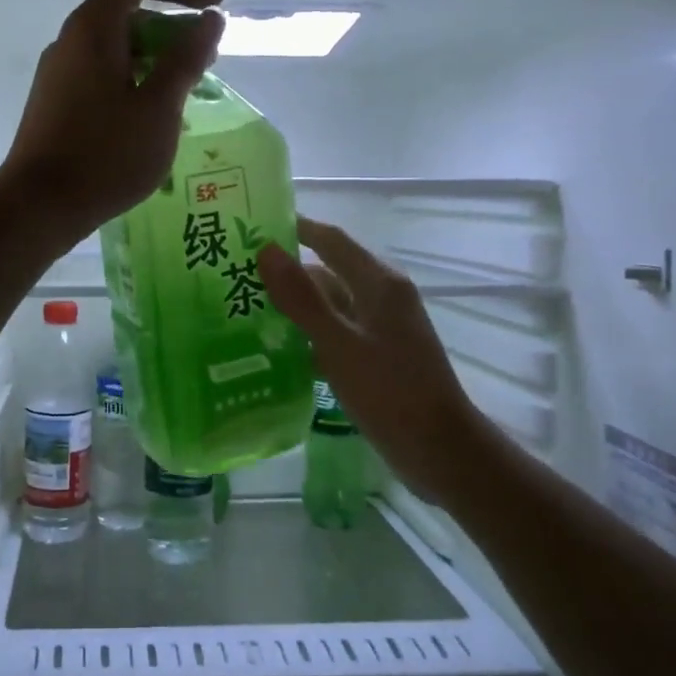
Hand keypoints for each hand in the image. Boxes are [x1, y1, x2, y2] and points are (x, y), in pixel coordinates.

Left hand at [0, 0, 223, 244]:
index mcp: (92, 29)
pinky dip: (132, 82)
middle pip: (125, 13)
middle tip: (205, 63)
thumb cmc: (105, 155)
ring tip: (184, 97)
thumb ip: (186, 59)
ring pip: (114, 49)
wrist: (38, 207)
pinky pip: (100, 76)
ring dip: (154, 60)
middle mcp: (70, 42)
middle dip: (171, 29)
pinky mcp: (54, 104)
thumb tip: (209, 20)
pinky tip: (148, 121)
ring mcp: (57, 74)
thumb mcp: (159, 107)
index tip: (213, 9)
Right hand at [260, 217, 484, 488]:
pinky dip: (307, 334)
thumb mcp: (339, 343)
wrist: (440, 450)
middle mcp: (382, 298)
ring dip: (293, 305)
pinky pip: (334, 333)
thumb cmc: (391, 391)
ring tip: (244, 308)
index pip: (330, 240)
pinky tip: (275, 348)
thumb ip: (302, 298)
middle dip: (286, 271)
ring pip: (329, 305)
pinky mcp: (375, 356)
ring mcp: (380, 329)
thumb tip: (266, 249)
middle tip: (236, 273)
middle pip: (328, 272)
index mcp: (380, 283)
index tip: (252, 225)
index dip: (295, 228)